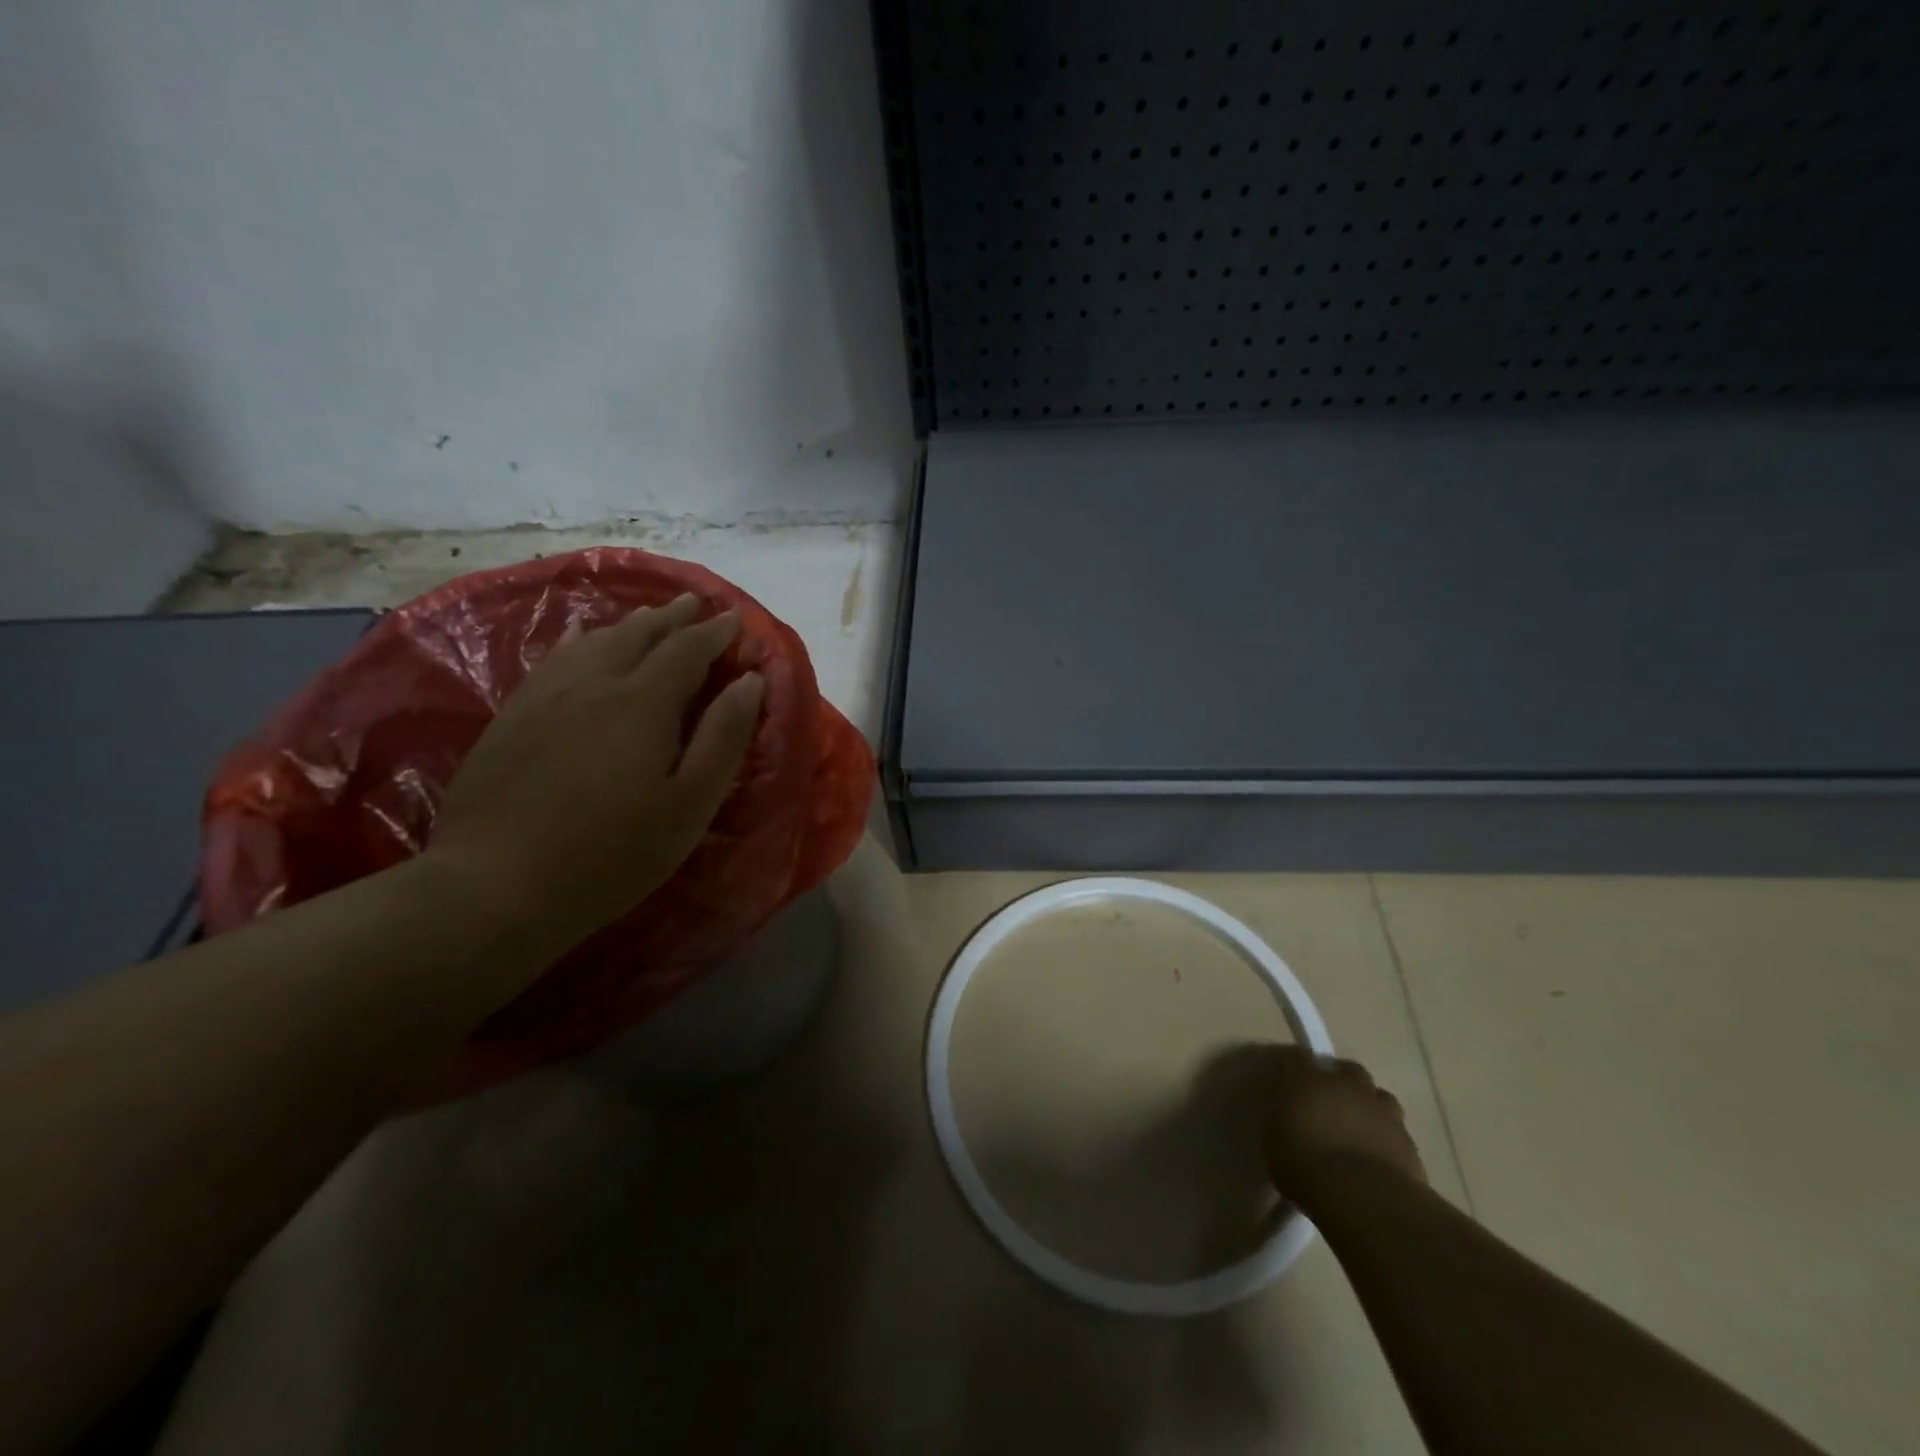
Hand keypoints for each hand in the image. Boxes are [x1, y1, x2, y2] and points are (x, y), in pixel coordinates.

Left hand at [427, 593, 762, 946]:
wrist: (496, 883)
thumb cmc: (613, 852)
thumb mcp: (689, 804)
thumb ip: (723, 737)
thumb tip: (750, 682)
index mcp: (643, 702)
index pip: (687, 649)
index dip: (714, 633)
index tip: (735, 621)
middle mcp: (594, 682)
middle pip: (640, 634)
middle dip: (674, 617)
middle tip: (697, 604)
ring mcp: (546, 695)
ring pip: (595, 640)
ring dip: (631, 624)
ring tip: (651, 616)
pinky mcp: (513, 715)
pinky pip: (557, 658)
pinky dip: (584, 640)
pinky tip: (584, 641)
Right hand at [1262, 1047, 1427, 1209]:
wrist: (1364, 1196)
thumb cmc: (1305, 1164)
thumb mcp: (1273, 1139)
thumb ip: (1280, 1116)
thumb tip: (1284, 1108)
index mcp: (1308, 1079)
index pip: (1297, 1058)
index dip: (1293, 1067)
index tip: (1287, 1080)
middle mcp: (1347, 1085)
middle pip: (1347, 1069)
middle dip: (1340, 1080)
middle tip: (1329, 1101)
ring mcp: (1382, 1111)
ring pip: (1378, 1096)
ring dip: (1368, 1105)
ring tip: (1359, 1126)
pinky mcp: (1408, 1140)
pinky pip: (1396, 1129)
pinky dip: (1386, 1136)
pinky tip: (1378, 1154)